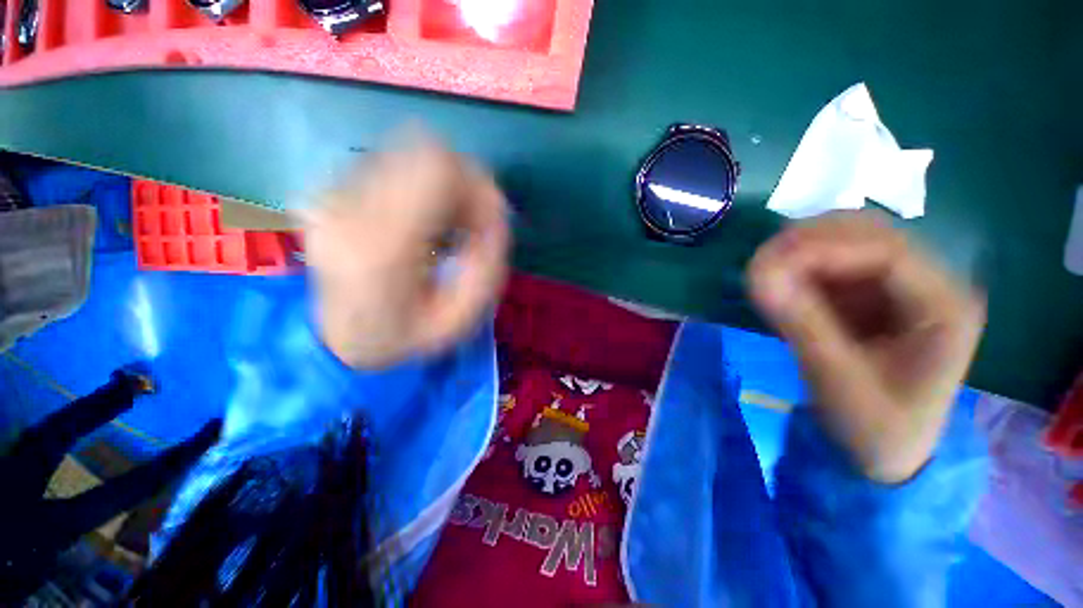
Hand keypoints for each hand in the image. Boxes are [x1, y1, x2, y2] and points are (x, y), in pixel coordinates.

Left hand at [302, 135, 509, 368]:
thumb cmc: (405, 335)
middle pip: (426, 151)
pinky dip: (422, 184)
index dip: (478, 185)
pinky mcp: (332, 190)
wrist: (340, 338)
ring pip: (411, 152)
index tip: (488, 220)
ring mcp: (333, 194)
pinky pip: (395, 164)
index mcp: (381, 247)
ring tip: (448, 223)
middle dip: (465, 182)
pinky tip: (423, 218)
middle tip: (472, 223)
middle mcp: (349, 208)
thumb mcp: (461, 318)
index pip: (438, 169)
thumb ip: (487, 264)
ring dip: (444, 183)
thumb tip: (497, 213)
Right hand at [747, 212, 985, 482]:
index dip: (825, 248)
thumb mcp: (838, 381)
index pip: (887, 251)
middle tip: (761, 262)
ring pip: (848, 242)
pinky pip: (832, 264)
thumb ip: (801, 323)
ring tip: (765, 273)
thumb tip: (758, 275)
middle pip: (870, 234)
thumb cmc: (875, 428)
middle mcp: (929, 285)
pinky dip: (800, 267)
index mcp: (944, 308)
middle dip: (810, 241)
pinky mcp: (872, 296)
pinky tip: (779, 284)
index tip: (770, 261)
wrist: (884, 453)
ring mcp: (900, 287)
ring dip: (803, 251)